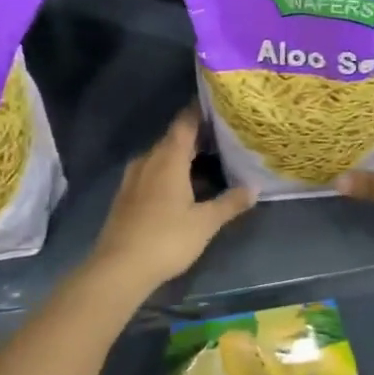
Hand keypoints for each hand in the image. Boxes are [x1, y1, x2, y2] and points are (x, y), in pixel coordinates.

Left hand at [87, 107, 254, 291]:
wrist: (118, 268)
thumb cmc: (166, 239)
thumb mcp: (205, 222)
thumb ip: (230, 202)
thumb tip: (255, 187)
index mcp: (168, 158)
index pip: (185, 122)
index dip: (200, 111)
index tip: (219, 105)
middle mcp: (148, 160)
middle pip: (174, 139)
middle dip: (197, 136)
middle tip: (224, 136)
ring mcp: (134, 178)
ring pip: (162, 157)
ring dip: (183, 157)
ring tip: (209, 162)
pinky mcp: (126, 195)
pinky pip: (152, 172)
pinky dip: (170, 172)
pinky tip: (184, 187)